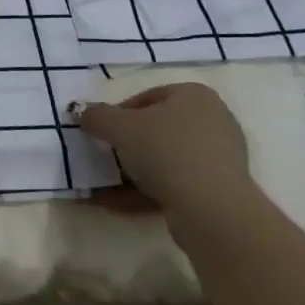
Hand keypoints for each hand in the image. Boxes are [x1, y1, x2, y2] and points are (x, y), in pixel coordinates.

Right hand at [76, 82, 252, 217]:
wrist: (211, 208)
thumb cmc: (164, 150)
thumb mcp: (117, 126)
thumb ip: (96, 116)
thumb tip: (84, 114)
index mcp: (194, 95)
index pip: (147, 98)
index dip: (118, 114)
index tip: (102, 132)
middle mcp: (213, 121)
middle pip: (158, 130)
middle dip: (128, 145)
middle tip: (106, 157)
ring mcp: (220, 158)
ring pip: (166, 161)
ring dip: (134, 173)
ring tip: (105, 187)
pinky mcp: (220, 191)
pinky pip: (177, 185)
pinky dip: (148, 192)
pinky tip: (119, 204)